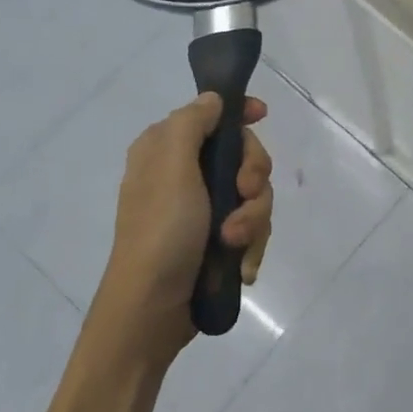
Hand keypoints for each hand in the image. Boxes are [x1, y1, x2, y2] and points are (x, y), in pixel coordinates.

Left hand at [91, 92, 273, 363]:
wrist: (151, 311)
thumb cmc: (161, 231)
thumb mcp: (171, 166)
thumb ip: (192, 123)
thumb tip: (212, 100)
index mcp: (166, 150)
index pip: (211, 114)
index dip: (239, 113)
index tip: (262, 116)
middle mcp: (183, 175)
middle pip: (242, 155)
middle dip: (253, 178)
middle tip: (245, 195)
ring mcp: (201, 210)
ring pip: (253, 195)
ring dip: (253, 219)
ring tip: (236, 244)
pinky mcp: (215, 241)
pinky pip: (251, 228)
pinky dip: (251, 244)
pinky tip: (243, 265)